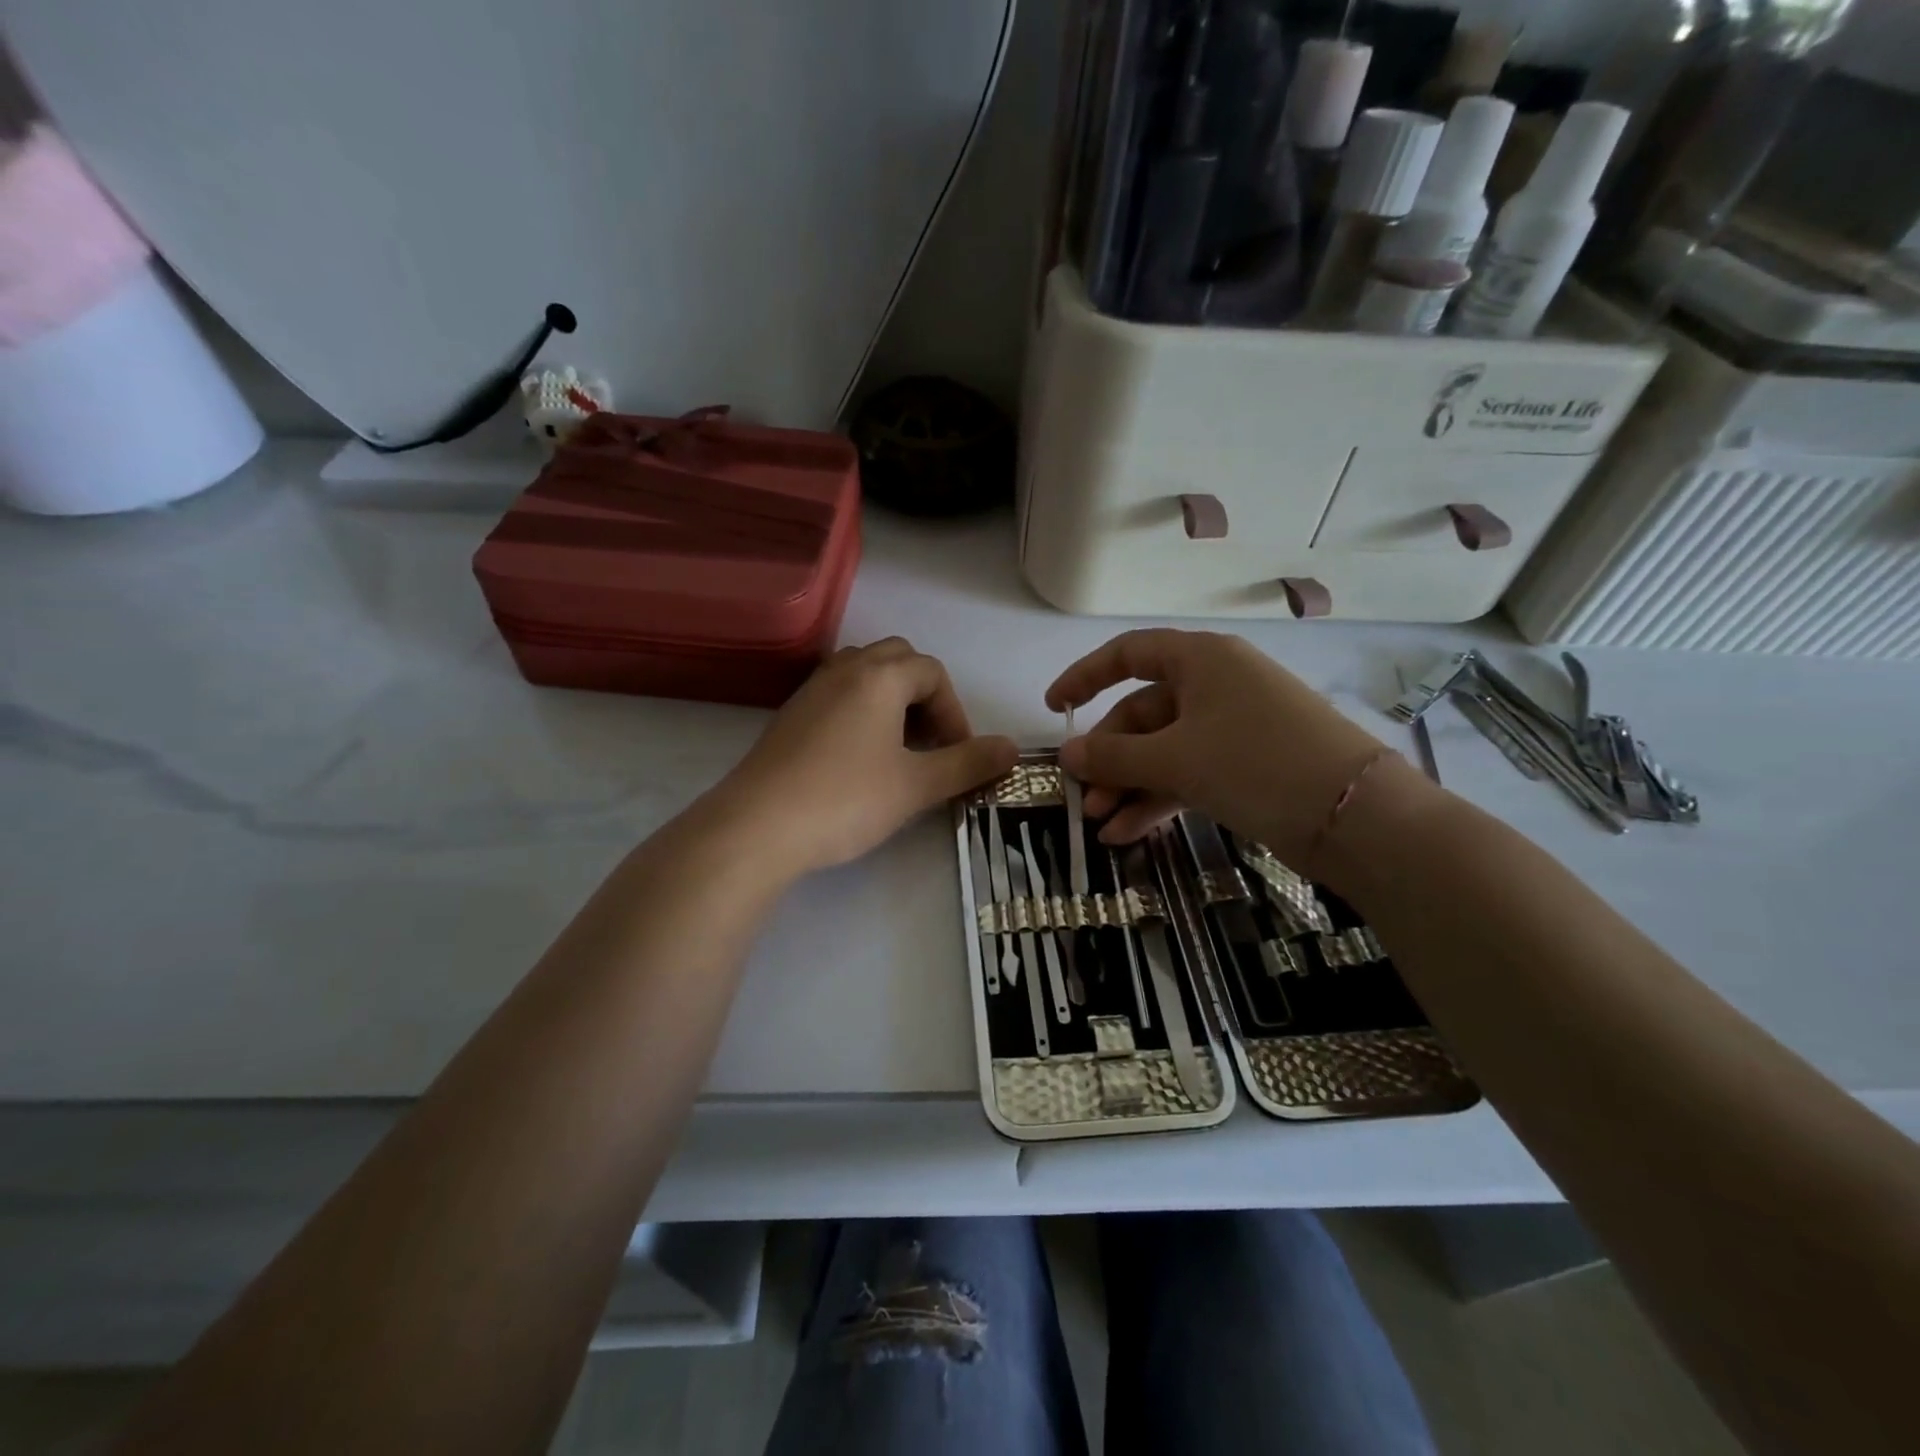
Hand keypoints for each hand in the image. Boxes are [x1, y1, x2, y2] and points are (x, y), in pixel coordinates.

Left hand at [709, 638, 1018, 877]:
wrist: (757, 827)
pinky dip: (860, 711)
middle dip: (924, 696)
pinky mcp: (789, 716)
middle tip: (929, 742)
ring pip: (863, 674)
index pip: (933, 672)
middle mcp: (844, 670)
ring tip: (897, 748)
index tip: (957, 754)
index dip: (955, 711)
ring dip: (891, 700)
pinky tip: (858, 758)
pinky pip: (837, 694)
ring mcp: (810, 690)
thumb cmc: (846, 799)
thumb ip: (967, 763)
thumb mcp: (916, 785)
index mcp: (879, 676)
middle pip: (897, 660)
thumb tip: (1012, 748)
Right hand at [1046, 629, 1388, 868]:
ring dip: (1129, 786)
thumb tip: (1067, 755)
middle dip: (1109, 758)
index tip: (1055, 709)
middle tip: (1083, 799)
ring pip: (1164, 749)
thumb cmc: (1256, 764)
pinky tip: (1129, 834)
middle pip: (1143, 713)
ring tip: (1101, 827)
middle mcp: (1216, 685)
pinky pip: (1188, 773)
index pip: (1129, 654)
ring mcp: (1233, 727)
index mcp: (1201, 660)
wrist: (1357, 819)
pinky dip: (1158, 800)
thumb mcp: (1176, 759)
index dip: (1085, 677)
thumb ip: (1114, 756)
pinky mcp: (1246, 766)